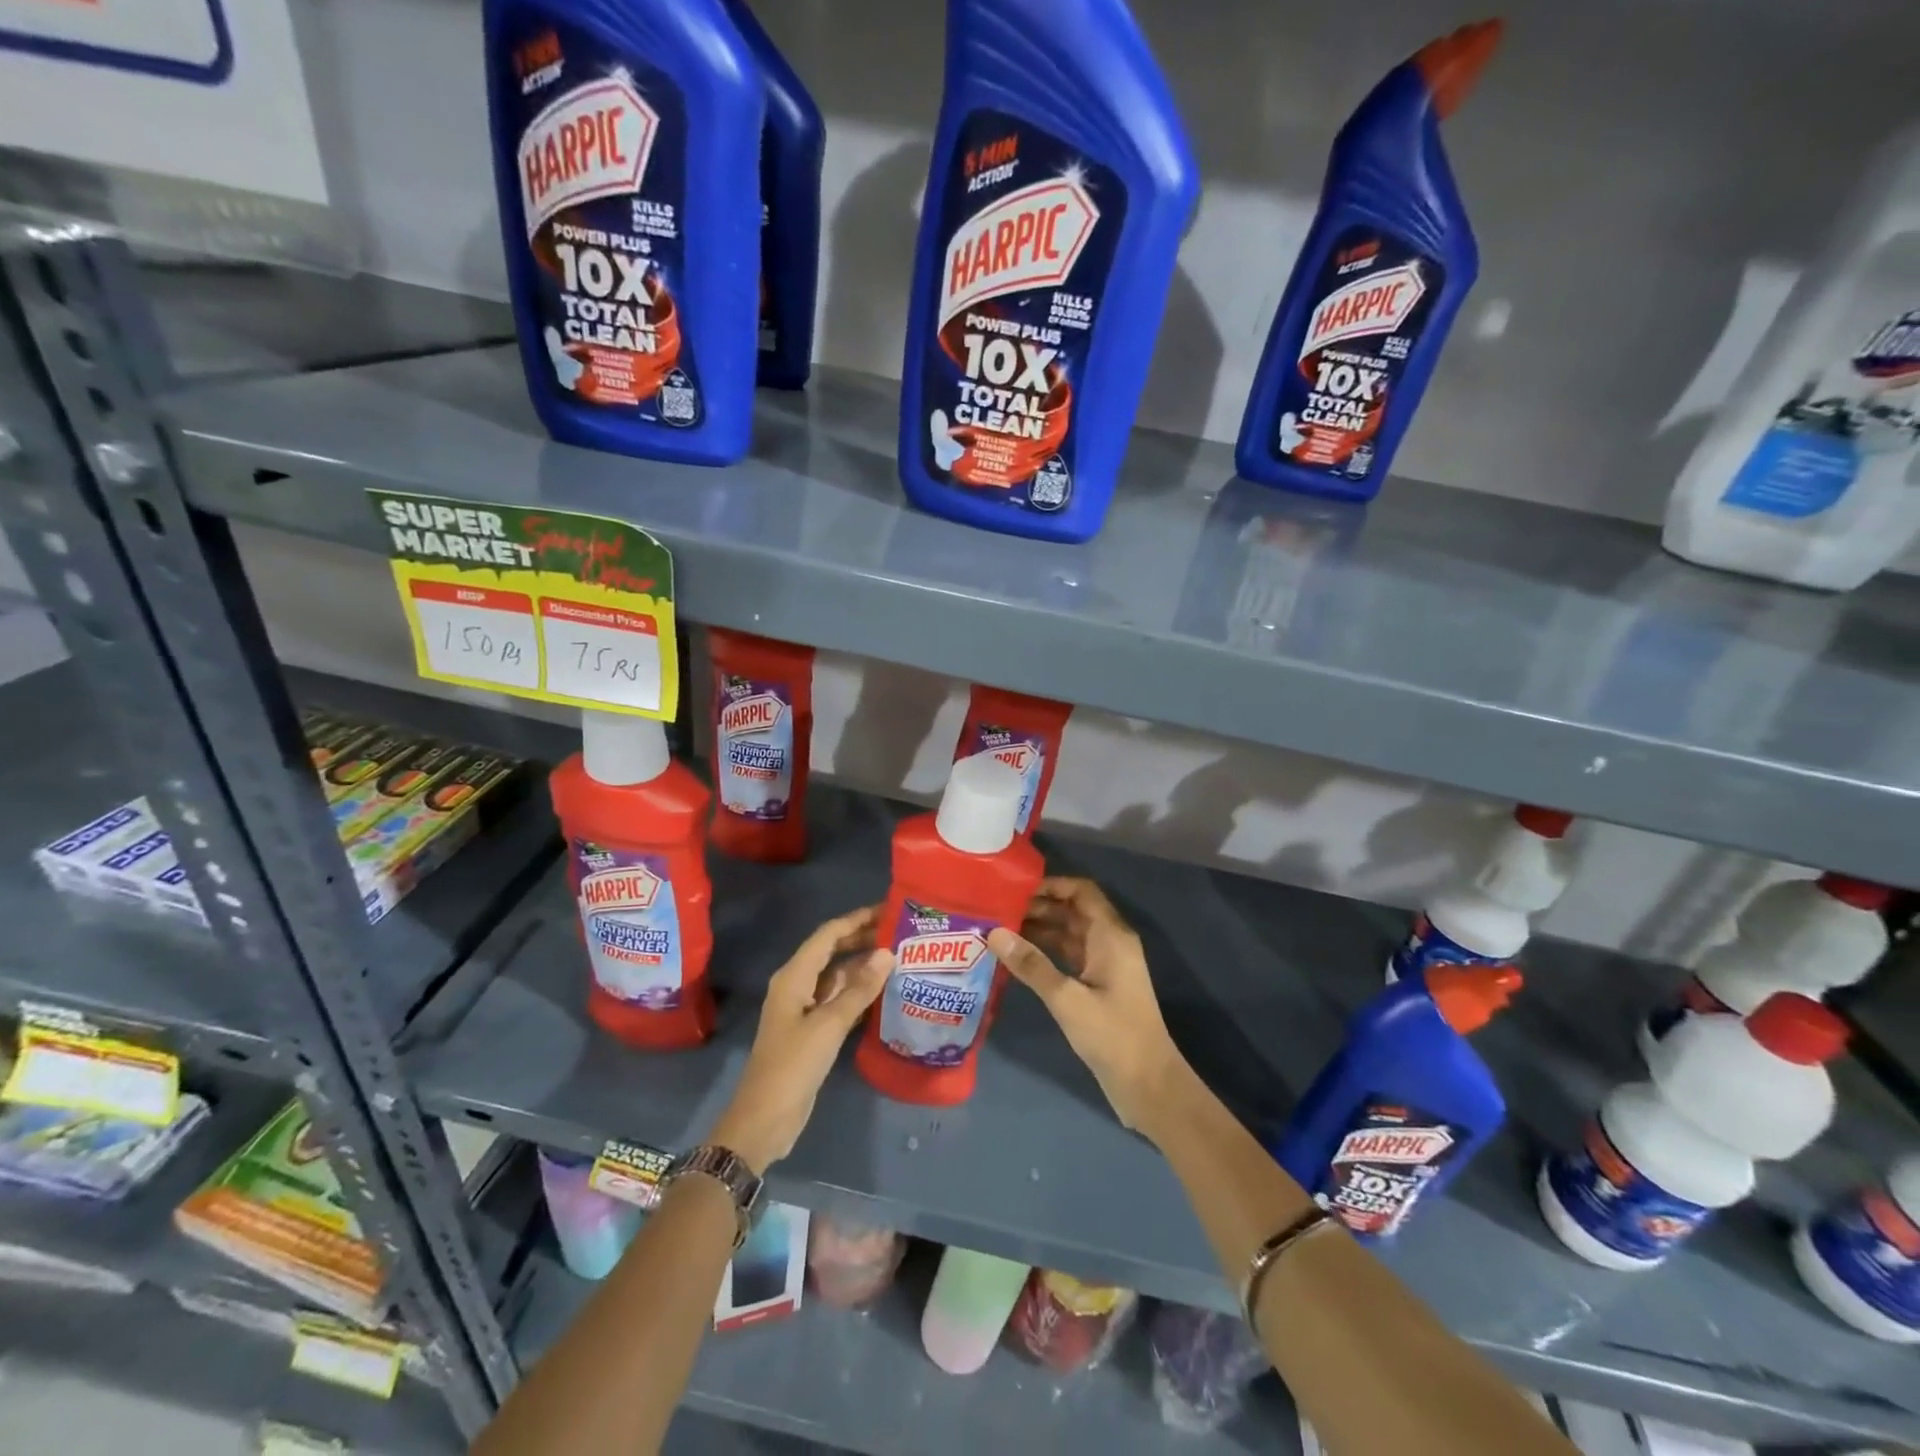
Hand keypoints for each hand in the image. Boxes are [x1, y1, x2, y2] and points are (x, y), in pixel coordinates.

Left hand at [711, 906, 893, 1173]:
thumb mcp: (828, 1026)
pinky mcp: (812, 1031)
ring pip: (837, 977)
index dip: (857, 919)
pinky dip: (859, 993)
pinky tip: (885, 993)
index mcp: (793, 976)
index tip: (888, 909)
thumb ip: (859, 990)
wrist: (764, 1120)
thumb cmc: (792, 1066)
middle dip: (862, 939)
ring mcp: (804, 1009)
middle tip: (900, 932)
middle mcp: (797, 985)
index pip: (828, 935)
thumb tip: (887, 953)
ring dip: (864, 967)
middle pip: (832, 952)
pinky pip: (839, 1000)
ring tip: (900, 958)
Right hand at [987, 878, 1186, 1132]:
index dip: (1051, 885)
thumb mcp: (1067, 999)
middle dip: (1037, 907)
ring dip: (1038, 930)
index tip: (1015, 889)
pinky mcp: (1097, 986)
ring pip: (1068, 934)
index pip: (1081, 891)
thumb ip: (1031, 965)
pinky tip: (1016, 958)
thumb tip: (994, 933)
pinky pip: (1068, 956)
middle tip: (997, 910)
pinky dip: (1045, 952)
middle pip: (1072, 910)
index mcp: (1111, 935)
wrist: (1148, 1084)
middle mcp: (1110, 942)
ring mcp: (1104, 965)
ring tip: (999, 930)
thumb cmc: (1112, 1035)